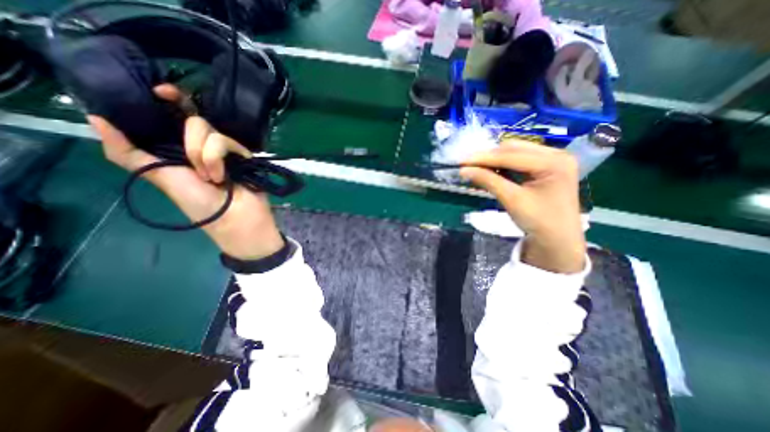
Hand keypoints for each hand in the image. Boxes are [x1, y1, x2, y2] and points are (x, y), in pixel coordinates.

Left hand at [87, 83, 282, 259]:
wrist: (233, 216)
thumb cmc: (197, 202)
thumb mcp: (159, 177)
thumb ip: (128, 153)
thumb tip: (96, 117)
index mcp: (180, 147)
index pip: (174, 115)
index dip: (170, 99)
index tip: (163, 93)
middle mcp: (203, 144)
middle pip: (192, 120)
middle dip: (188, 144)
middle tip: (195, 170)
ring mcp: (226, 150)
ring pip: (210, 131)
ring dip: (205, 156)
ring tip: (213, 178)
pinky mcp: (243, 155)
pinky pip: (227, 142)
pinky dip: (219, 159)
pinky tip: (224, 176)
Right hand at [459, 139, 587, 273]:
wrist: (557, 240)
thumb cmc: (538, 221)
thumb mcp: (511, 200)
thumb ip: (488, 181)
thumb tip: (464, 170)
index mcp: (554, 162)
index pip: (511, 155)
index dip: (484, 158)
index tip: (462, 162)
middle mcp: (556, 154)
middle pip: (514, 148)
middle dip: (489, 157)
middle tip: (468, 165)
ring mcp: (553, 159)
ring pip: (515, 151)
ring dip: (494, 159)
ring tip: (477, 168)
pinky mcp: (547, 166)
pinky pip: (520, 159)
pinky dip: (503, 164)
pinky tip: (491, 171)